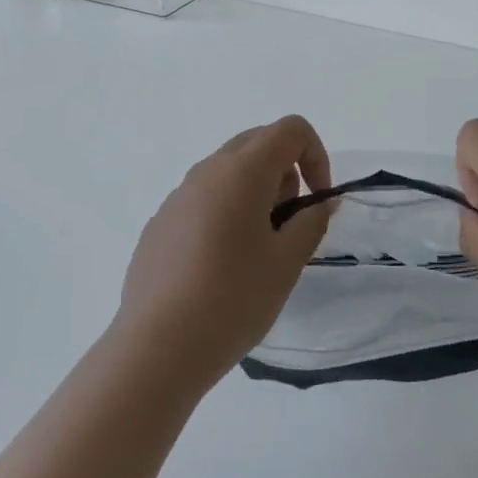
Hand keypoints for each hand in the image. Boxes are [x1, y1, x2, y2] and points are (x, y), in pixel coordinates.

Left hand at [115, 115, 333, 388]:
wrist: (157, 348)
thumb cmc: (233, 299)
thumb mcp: (286, 262)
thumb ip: (311, 221)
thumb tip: (321, 202)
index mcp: (241, 171)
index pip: (289, 129)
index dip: (316, 155)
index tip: (317, 200)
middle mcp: (206, 171)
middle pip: (257, 143)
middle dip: (286, 171)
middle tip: (290, 222)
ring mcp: (177, 196)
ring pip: (228, 171)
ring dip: (255, 192)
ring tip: (259, 248)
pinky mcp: (160, 224)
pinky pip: (203, 199)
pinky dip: (225, 212)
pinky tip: (222, 266)